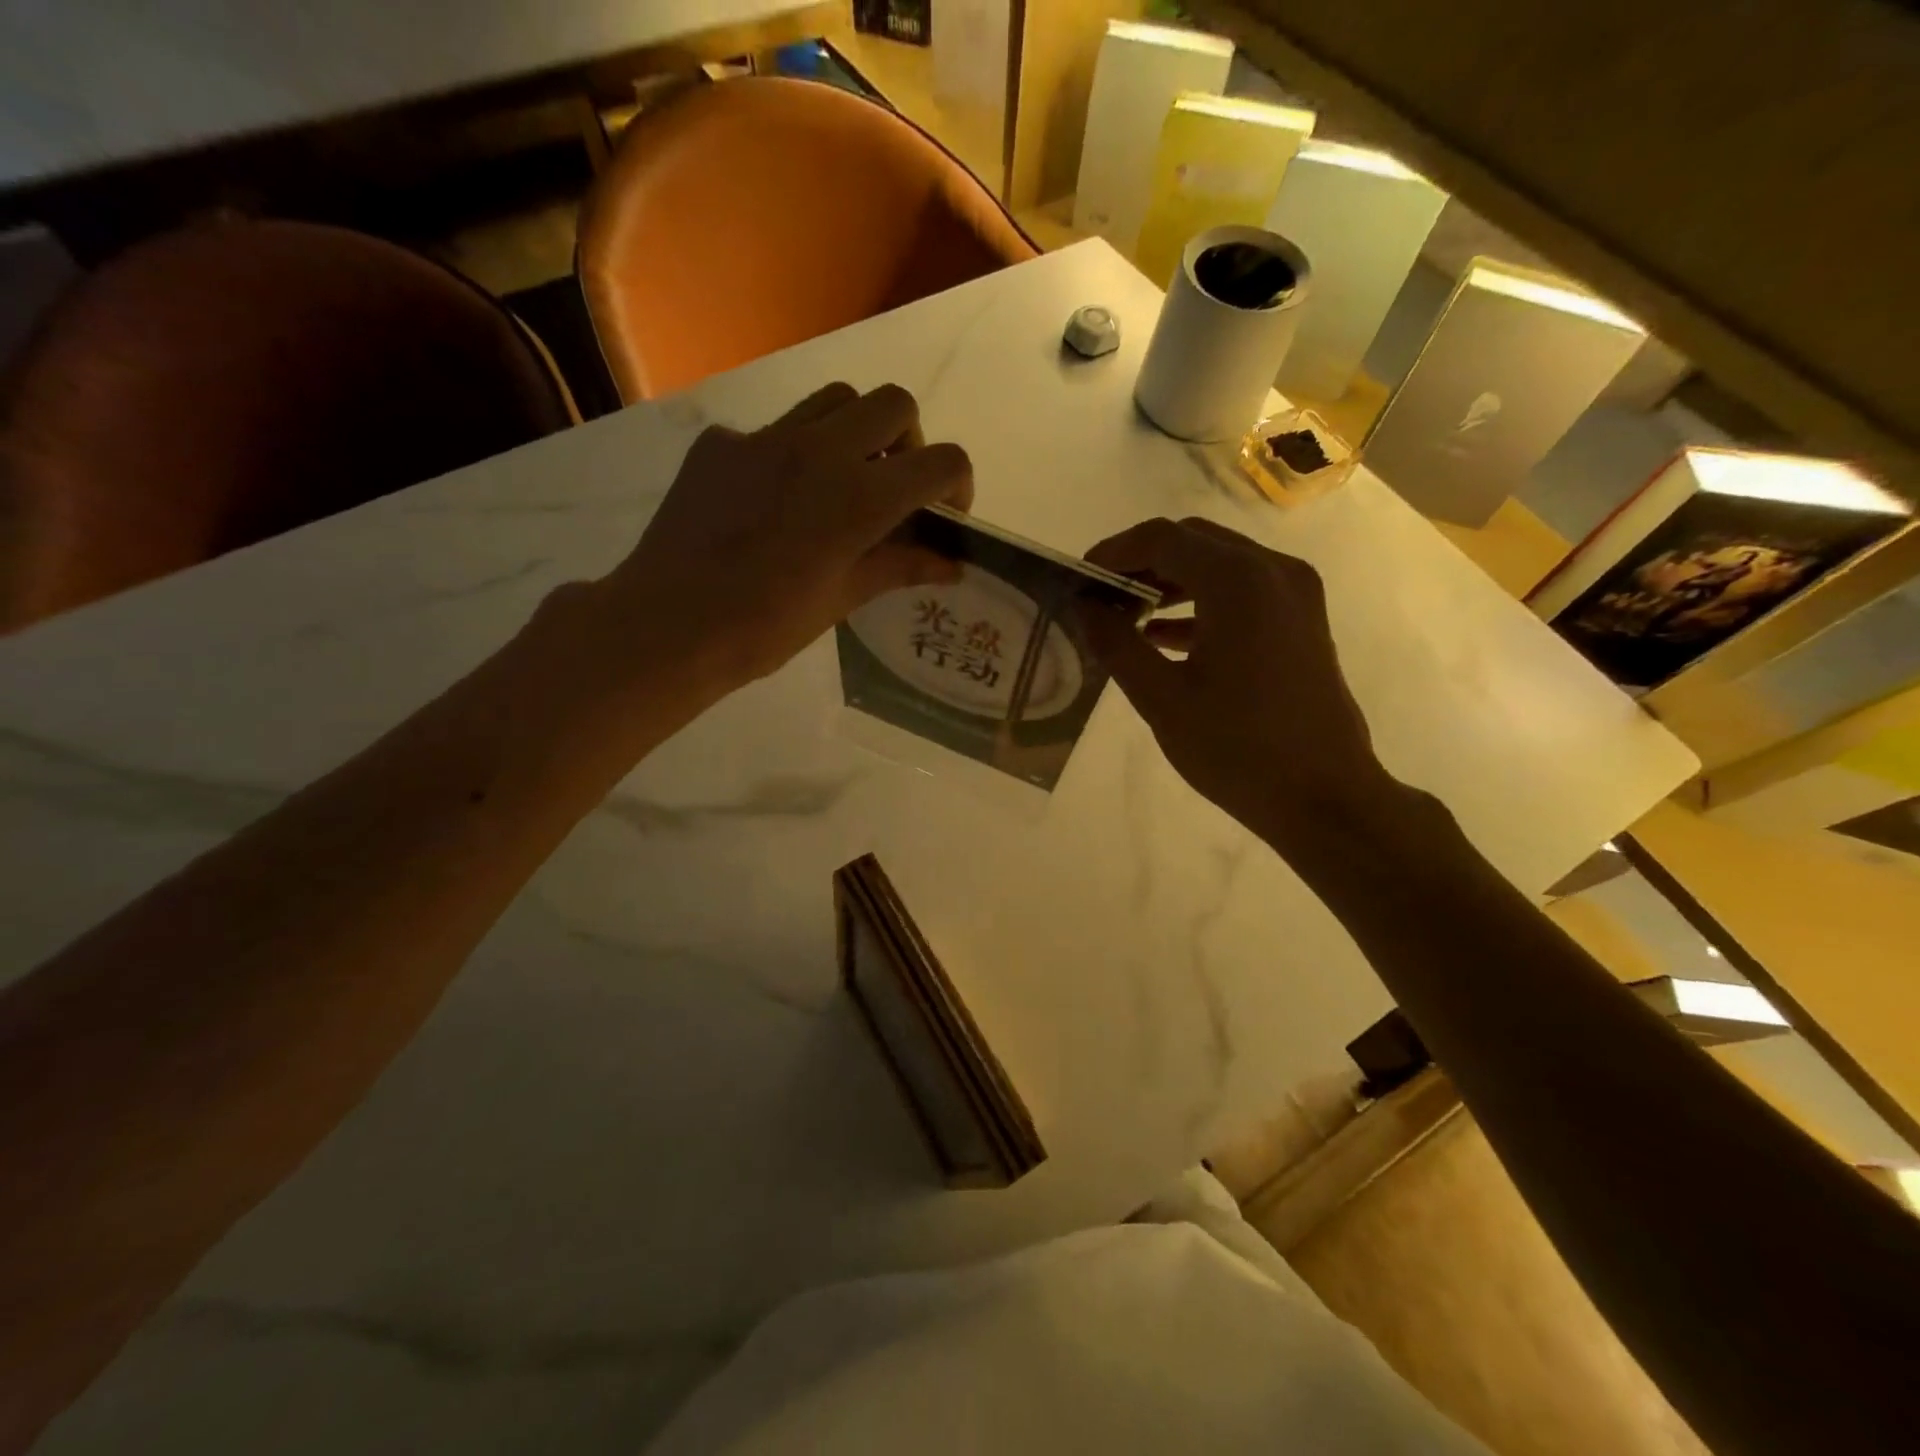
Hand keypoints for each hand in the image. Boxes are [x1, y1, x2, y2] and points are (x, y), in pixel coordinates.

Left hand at [599, 382, 972, 695]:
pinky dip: (793, 452)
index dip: (957, 484)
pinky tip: (772, 500)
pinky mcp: (721, 443)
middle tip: (891, 488)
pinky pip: (775, 427)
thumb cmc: (765, 627)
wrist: (668, 625)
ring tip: (839, 482)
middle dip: (908, 441)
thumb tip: (950, 565)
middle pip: (894, 403)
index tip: (943, 515)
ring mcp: (765, 438)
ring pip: (835, 399)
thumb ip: (899, 568)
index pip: (942, 461)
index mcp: (860, 498)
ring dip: (855, 431)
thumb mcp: (841, 599)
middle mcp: (821, 450)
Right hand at [1080, 517, 1394, 855]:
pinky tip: (1164, 637)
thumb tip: (1084, 607)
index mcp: (1239, 582)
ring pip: (1219, 563)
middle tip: (1100, 595)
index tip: (1079, 578)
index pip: (1162, 539)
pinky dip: (1200, 602)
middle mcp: (1273, 571)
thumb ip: (1116, 644)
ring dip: (1170, 580)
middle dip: (1141, 562)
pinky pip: (1242, 591)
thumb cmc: (1238, 749)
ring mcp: (1295, 594)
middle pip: (1193, 541)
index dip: (1114, 552)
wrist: (1324, 796)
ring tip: (1125, 615)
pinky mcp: (1301, 620)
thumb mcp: (1162, 699)